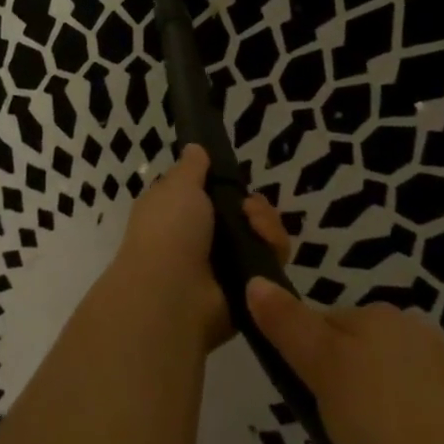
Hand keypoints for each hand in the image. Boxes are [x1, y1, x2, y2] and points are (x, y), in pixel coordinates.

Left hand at [108, 145, 289, 349]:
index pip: (213, 195)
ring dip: (266, 225)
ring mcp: (225, 266)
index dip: (227, 185)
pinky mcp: (248, 290)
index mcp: (179, 213)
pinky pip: (272, 263)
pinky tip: (267, 246)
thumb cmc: (169, 230)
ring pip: (262, 236)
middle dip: (255, 206)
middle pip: (244, 215)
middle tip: (249, 208)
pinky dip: (274, 250)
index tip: (233, 179)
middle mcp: (202, 239)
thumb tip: (195, 148)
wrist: (172, 294)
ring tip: (256, 226)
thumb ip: (192, 167)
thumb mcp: (178, 186)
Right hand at [244, 279, 443, 443]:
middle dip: (332, 443)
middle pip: (341, 393)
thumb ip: (287, 327)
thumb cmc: (394, 423)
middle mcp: (407, 351)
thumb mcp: (326, 369)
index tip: (307, 416)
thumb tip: (255, 280)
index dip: (303, 377)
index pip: (318, 334)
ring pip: (368, 436)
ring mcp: (436, 399)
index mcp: (377, 323)